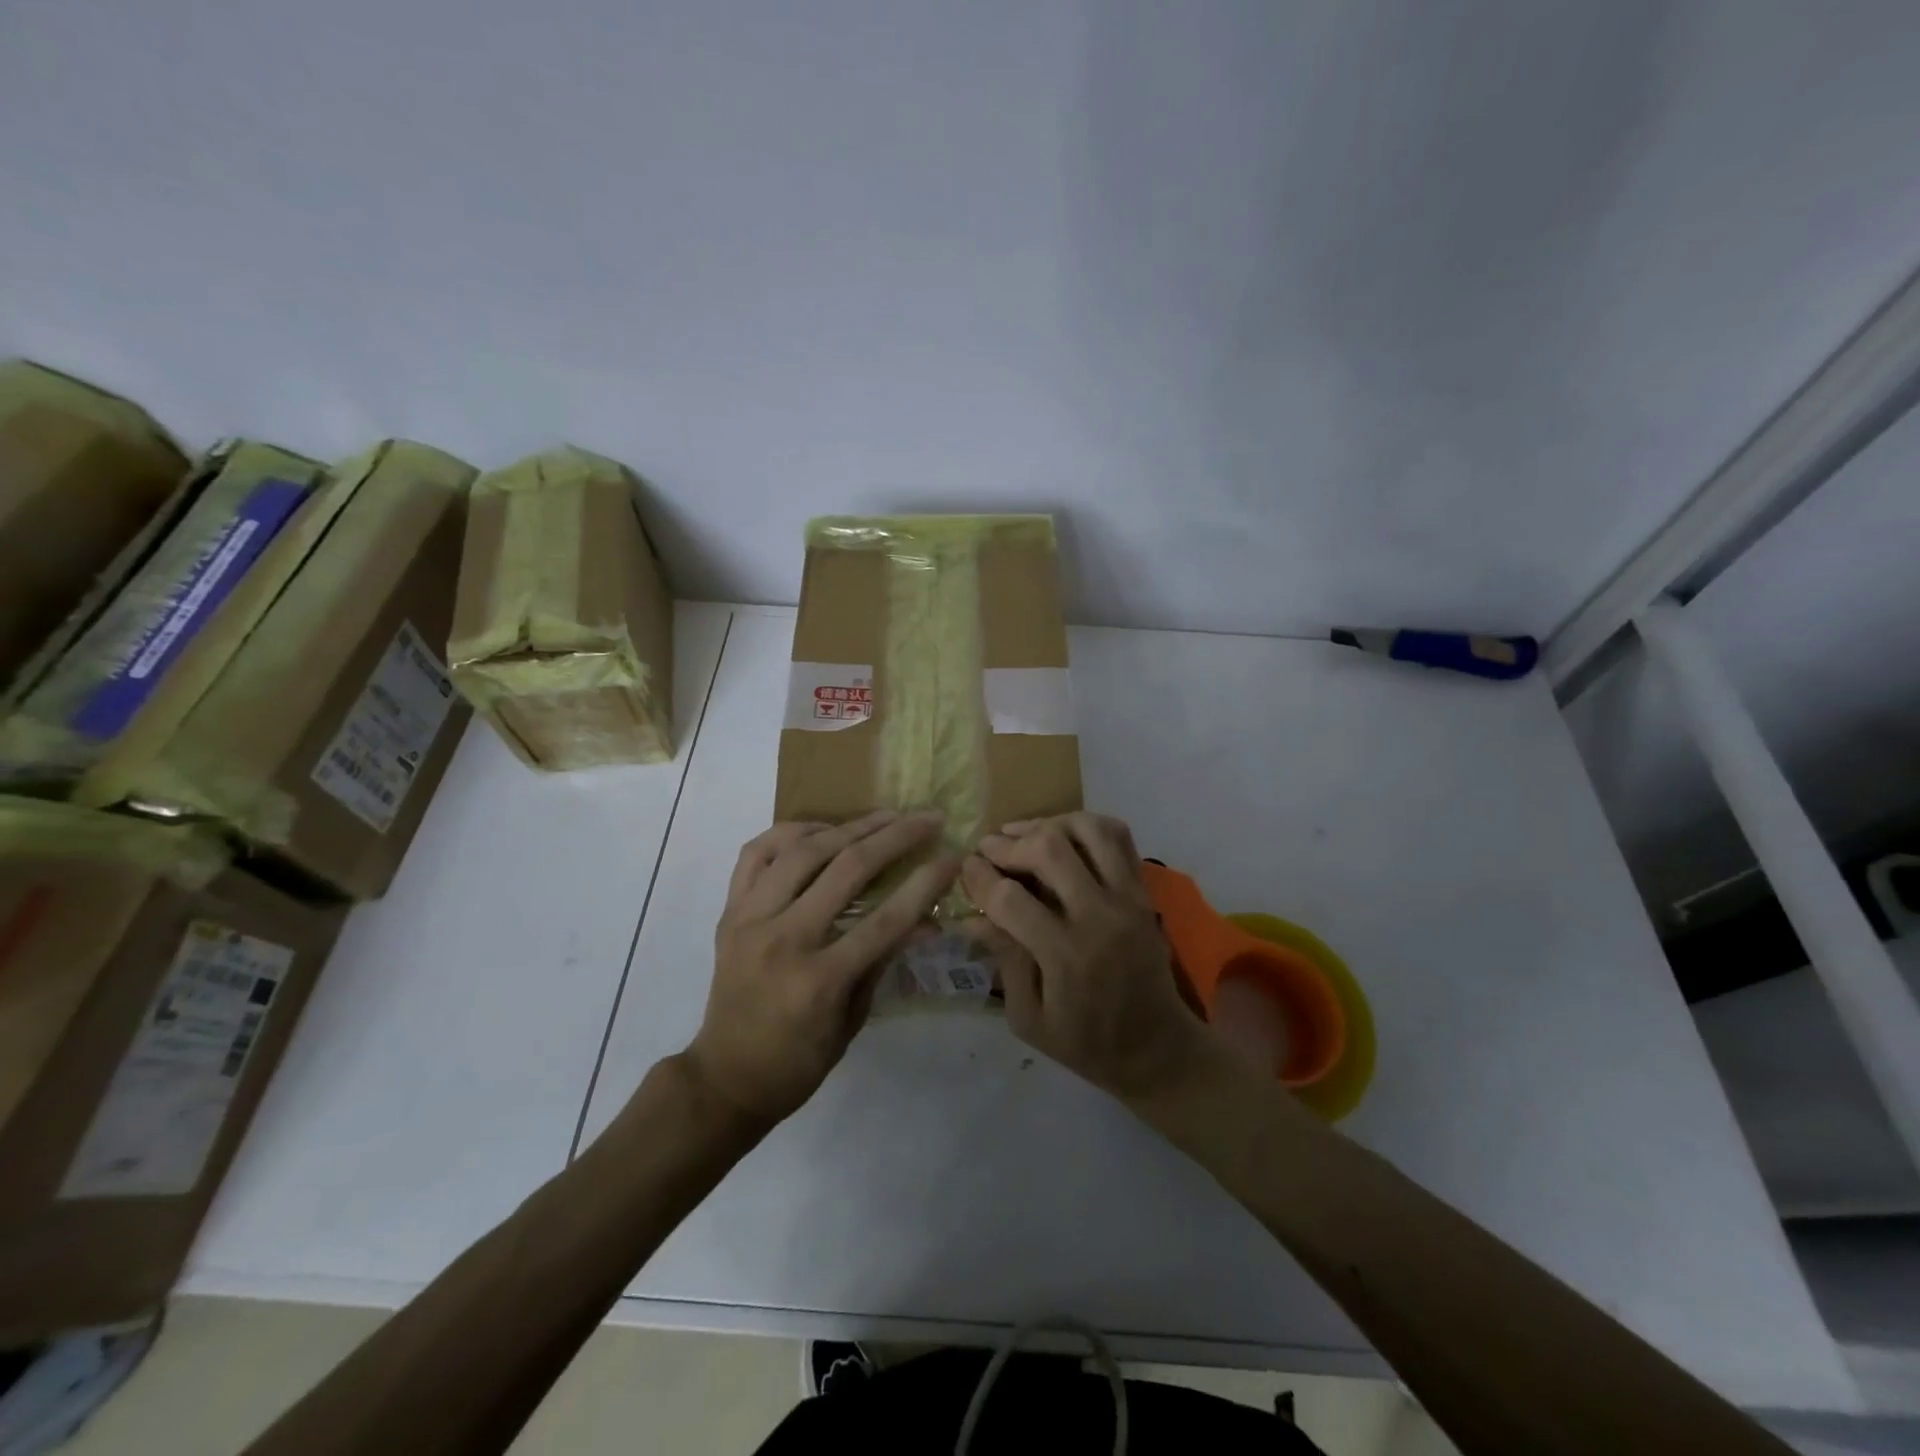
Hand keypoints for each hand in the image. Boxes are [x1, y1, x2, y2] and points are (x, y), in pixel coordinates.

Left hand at [686, 811, 956, 1126]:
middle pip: (847, 869)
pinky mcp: (729, 911)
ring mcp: (750, 919)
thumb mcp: (854, 1019)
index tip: (953, 855)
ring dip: (850, 826)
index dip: (926, 883)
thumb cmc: (799, 1061)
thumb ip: (885, 960)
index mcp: (820, 980)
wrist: (725, 1078)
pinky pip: (756, 853)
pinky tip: (821, 830)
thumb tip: (927, 917)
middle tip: (927, 817)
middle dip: (896, 837)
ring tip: (883, 816)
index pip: (886, 918)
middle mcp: (783, 940)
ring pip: (803, 850)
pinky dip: (790, 832)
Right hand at [960, 813, 1216, 1101]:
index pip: (1011, 898)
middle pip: (1050, 849)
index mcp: (1066, 956)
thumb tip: (971, 917)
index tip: (965, 868)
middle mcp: (1100, 917)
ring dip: (1049, 823)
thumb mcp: (1029, 1018)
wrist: (1157, 1047)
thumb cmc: (1086, 1042)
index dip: (979, 878)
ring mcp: (1128, 898)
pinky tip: (1062, 835)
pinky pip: (1119, 837)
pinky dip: (1087, 825)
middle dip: (1009, 844)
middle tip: (988, 849)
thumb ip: (1004, 960)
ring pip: (1089, 830)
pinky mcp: (1144, 891)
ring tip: (1023, 834)